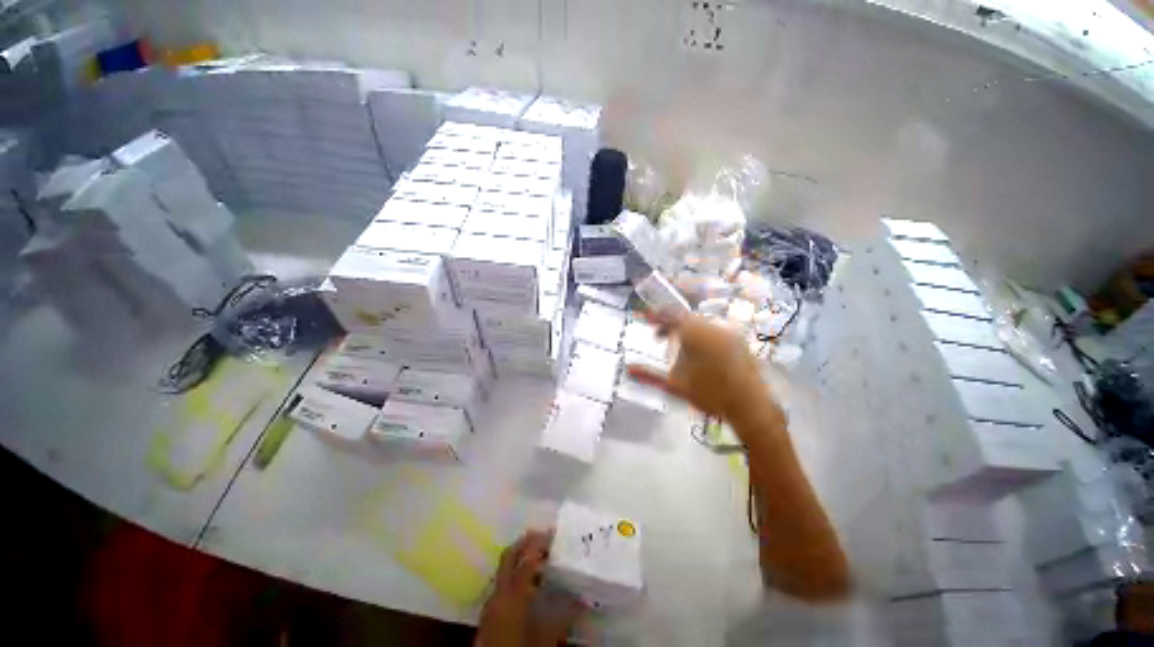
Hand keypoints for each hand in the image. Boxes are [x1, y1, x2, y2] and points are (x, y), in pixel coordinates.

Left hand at [476, 530, 582, 646]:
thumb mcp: (546, 638)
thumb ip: (564, 616)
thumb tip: (583, 600)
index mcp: (513, 594)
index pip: (527, 559)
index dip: (540, 544)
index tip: (554, 534)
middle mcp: (499, 591)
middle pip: (510, 555)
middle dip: (526, 542)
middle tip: (544, 536)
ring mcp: (491, 600)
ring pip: (504, 568)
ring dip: (519, 557)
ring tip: (539, 557)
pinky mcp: (488, 611)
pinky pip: (501, 582)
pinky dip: (514, 574)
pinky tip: (527, 583)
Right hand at [627, 311, 776, 424]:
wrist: (750, 406)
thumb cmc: (710, 395)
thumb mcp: (675, 386)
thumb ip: (650, 375)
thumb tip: (628, 369)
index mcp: (695, 335)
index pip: (670, 315)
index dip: (656, 315)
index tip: (644, 318)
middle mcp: (711, 328)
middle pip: (684, 318)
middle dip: (668, 325)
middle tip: (658, 337)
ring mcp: (727, 333)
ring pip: (698, 323)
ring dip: (683, 330)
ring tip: (677, 346)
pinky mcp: (738, 340)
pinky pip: (713, 330)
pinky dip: (699, 335)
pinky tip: (697, 352)